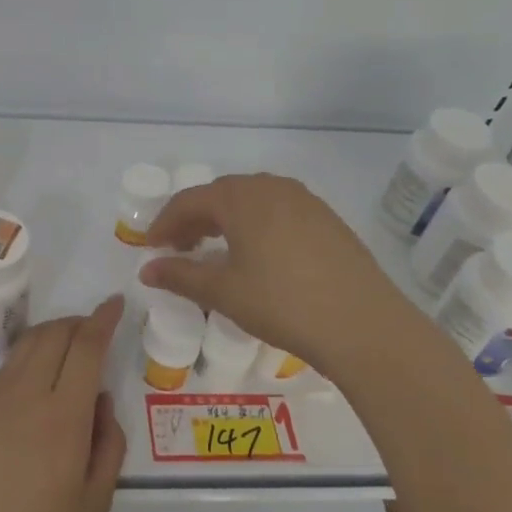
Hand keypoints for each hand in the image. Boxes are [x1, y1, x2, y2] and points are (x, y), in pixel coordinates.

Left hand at [0, 297, 126, 511]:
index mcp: (63, 416)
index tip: (115, 303)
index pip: (85, 347)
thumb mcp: (93, 505)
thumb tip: (101, 403)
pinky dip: (28, 355)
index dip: (103, 319)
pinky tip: (35, 376)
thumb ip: (108, 447)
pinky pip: (7, 368)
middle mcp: (27, 395)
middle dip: (77, 321)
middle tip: (94, 326)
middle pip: (53, 335)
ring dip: (51, 333)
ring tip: (67, 343)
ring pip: (26, 346)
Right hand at [140, 173, 413, 386]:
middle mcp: (271, 187)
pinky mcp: (327, 219)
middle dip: (194, 219)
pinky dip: (255, 225)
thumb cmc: (282, 303)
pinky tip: (257, 254)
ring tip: (215, 251)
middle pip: (220, 195)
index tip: (150, 247)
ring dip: (226, 220)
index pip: (189, 200)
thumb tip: (147, 269)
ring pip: (251, 200)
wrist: (364, 324)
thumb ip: (181, 276)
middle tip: (178, 248)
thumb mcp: (224, 292)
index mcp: (241, 197)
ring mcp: (304, 200)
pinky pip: (278, 210)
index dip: (165, 222)